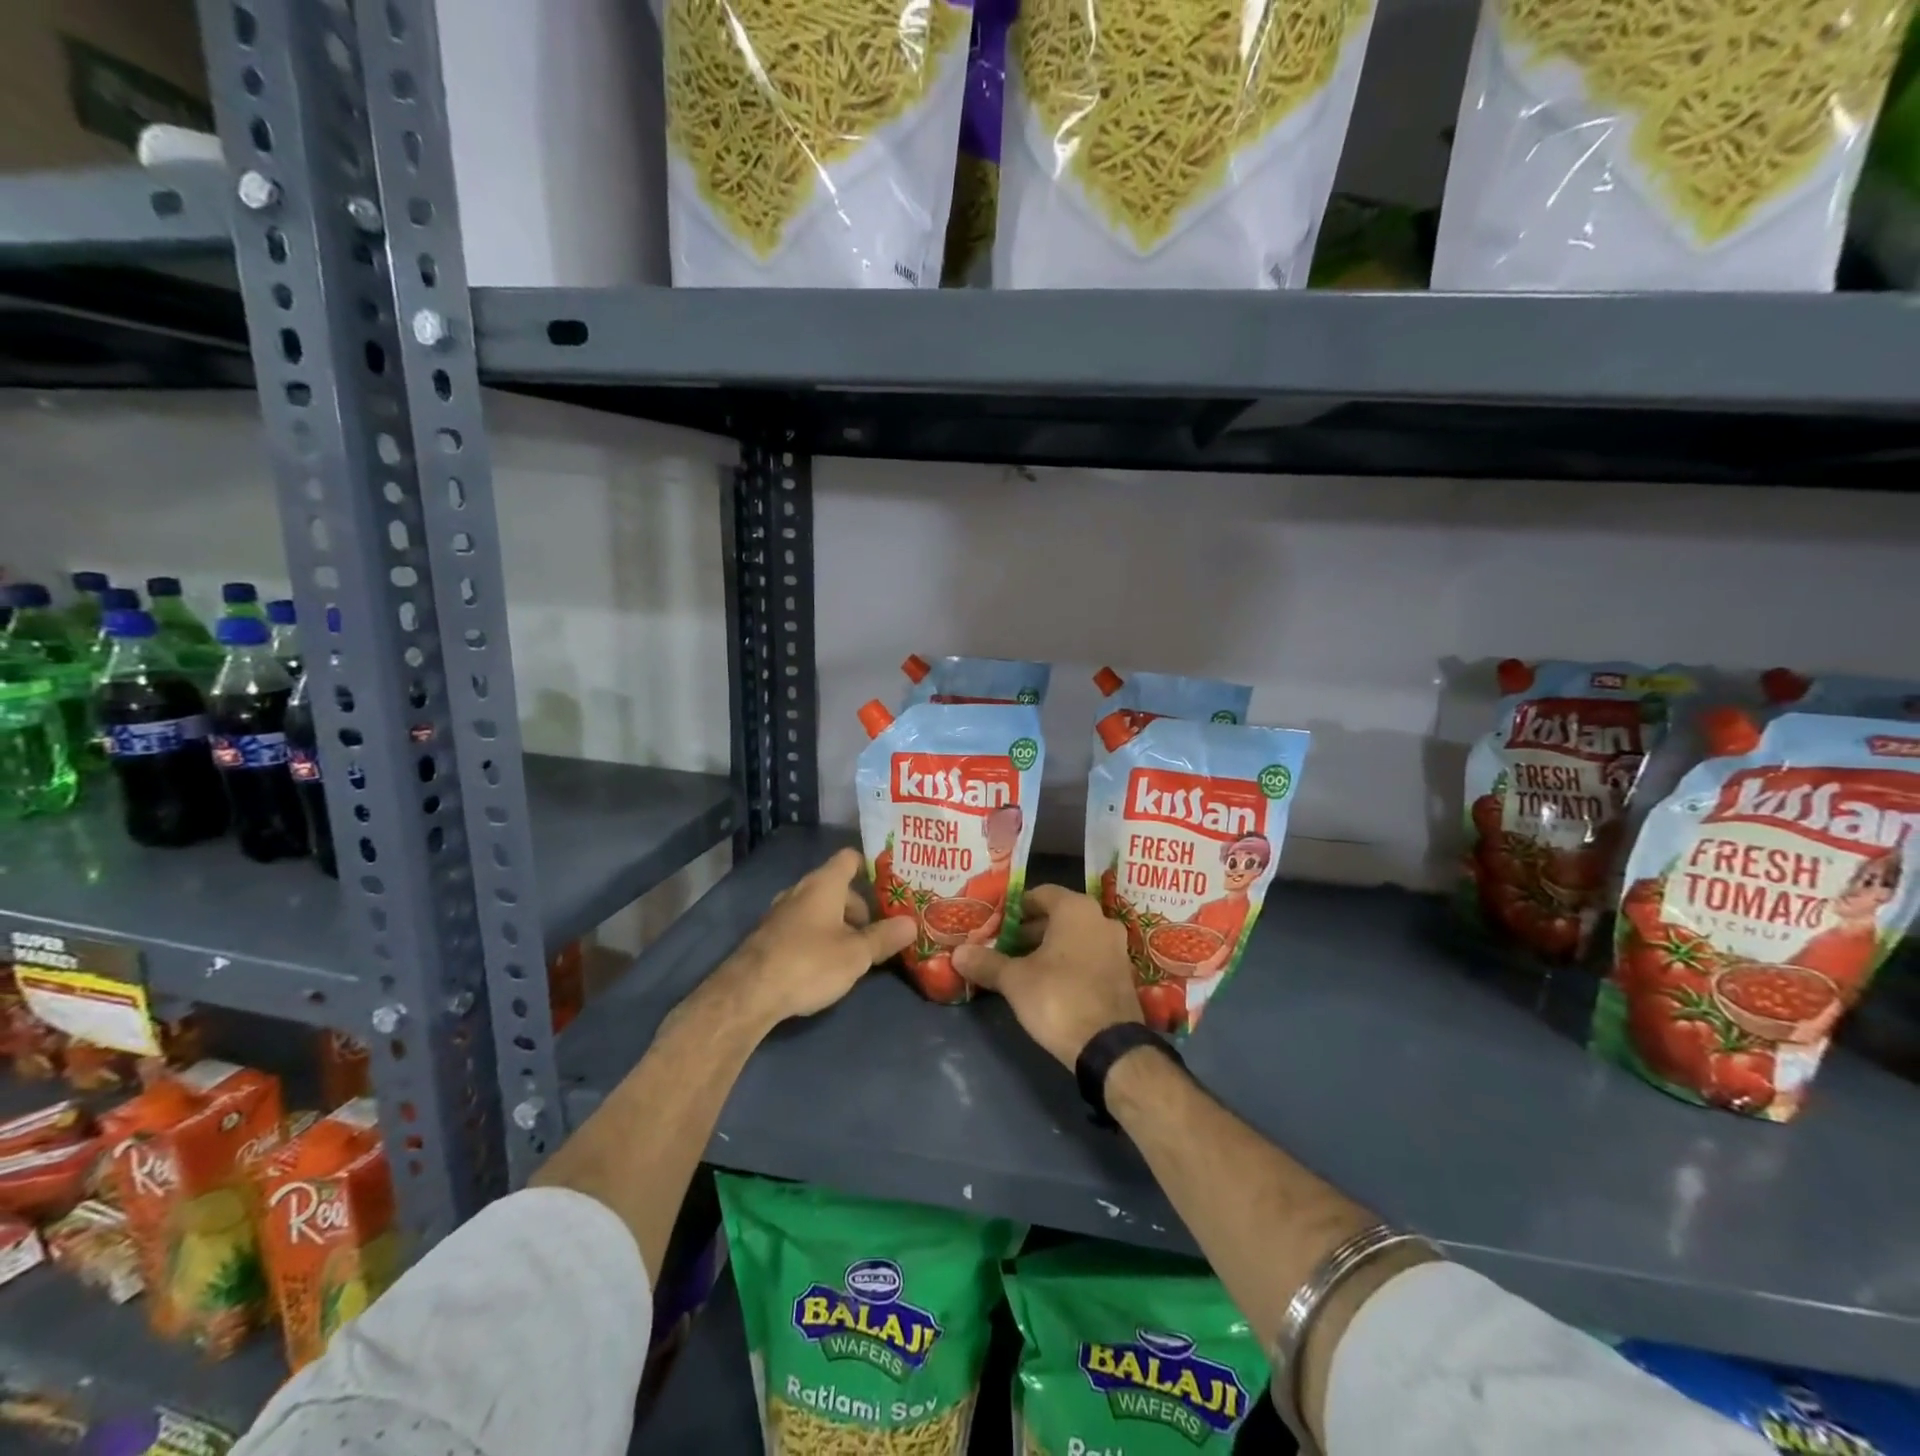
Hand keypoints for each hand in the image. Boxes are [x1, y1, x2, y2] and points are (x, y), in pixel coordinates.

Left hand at [719, 848, 915, 1027]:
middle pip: (837, 887)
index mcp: (823, 884)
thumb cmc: (809, 963)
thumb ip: (884, 937)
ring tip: (858, 951)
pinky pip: (803, 926)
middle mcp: (800, 891)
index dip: (871, 866)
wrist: (748, 995)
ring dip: (839, 924)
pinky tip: (827, 964)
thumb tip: (911, 923)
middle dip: (860, 907)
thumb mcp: (855, 954)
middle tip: (880, 931)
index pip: (850, 858)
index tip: (892, 883)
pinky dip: (819, 936)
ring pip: (819, 909)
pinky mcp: (769, 937)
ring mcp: (780, 913)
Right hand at [952, 884, 1141, 1068]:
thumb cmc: (1058, 998)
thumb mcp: (1014, 980)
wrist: (1110, 1048)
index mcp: (1075, 909)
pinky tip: (1049, 984)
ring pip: (1075, 937)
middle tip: (1004, 947)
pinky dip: (1069, 962)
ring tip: (1022, 967)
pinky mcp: (1123, 974)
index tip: (996, 924)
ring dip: (1049, 947)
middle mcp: (1101, 919)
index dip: (1016, 907)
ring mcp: (1117, 947)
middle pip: (1059, 915)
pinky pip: (1090, 956)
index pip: (1041, 893)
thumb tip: (958, 953)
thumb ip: (987, 962)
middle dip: (1030, 930)